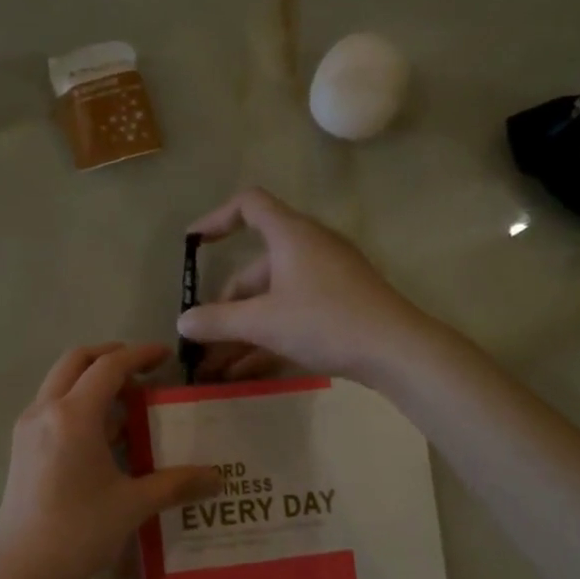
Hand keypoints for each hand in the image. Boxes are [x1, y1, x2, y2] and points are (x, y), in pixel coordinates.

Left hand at [0, 344, 217, 578]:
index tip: (165, 356)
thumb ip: (176, 484)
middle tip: (143, 371)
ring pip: (60, 383)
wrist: (21, 572)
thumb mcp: (133, 505)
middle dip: (110, 357)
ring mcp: (27, 428)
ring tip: (129, 404)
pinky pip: (52, 406)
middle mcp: (45, 410)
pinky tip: (104, 436)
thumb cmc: (79, 532)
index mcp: (73, 415)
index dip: (139, 355)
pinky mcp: (21, 447)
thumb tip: (217, 478)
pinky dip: (78, 403)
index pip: (109, 367)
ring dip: (93, 381)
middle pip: (77, 361)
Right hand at [177, 188, 425, 381]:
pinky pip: (291, 315)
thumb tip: (182, 322)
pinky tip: (243, 373)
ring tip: (214, 368)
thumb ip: (217, 321)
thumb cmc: (325, 321)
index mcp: (290, 236)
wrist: (397, 350)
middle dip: (225, 306)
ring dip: (241, 331)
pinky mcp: (338, 306)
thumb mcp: (263, 322)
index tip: (192, 244)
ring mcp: (326, 279)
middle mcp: (308, 249)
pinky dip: (266, 337)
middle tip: (204, 340)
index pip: (249, 205)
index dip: (217, 219)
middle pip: (254, 268)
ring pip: (272, 299)